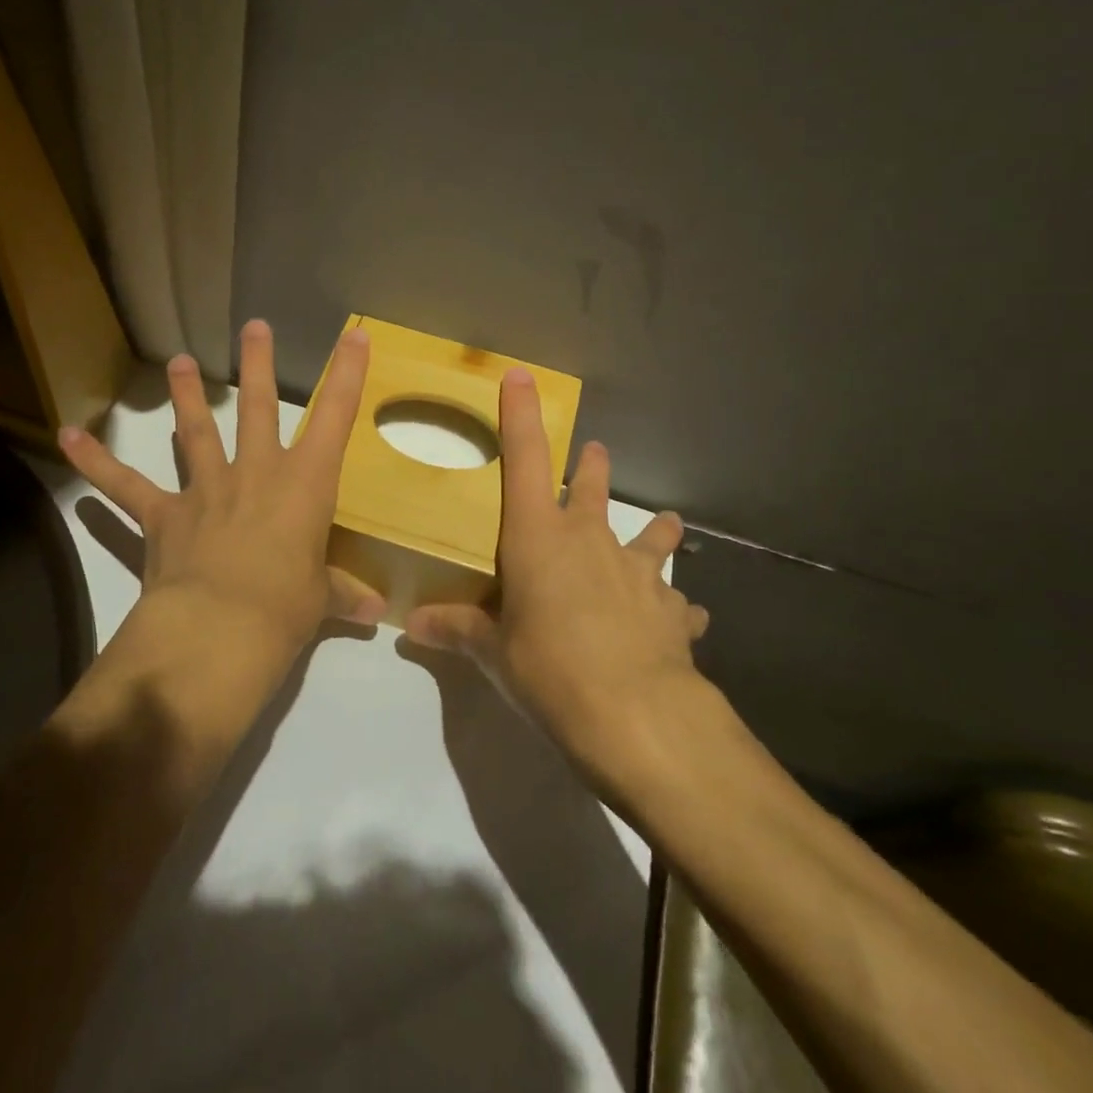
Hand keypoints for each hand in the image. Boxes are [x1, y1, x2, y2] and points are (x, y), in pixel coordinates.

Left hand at [58, 319, 384, 651]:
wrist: (218, 630)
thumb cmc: (285, 607)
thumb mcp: (320, 599)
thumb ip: (342, 594)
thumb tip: (376, 611)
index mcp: (305, 485)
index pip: (334, 418)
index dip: (347, 374)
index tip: (354, 336)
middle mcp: (256, 474)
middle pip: (259, 408)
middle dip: (258, 365)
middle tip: (253, 327)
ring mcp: (207, 489)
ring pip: (196, 432)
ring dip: (186, 396)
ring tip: (178, 362)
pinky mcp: (163, 515)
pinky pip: (126, 485)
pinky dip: (96, 462)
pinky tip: (68, 437)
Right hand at [404, 367, 710, 765]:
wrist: (636, 715)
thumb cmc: (549, 669)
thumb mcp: (494, 652)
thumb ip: (457, 630)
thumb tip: (412, 625)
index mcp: (540, 537)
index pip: (525, 460)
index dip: (521, 416)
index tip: (520, 377)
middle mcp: (591, 541)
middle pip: (594, 488)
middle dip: (592, 467)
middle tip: (595, 453)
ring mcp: (638, 573)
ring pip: (651, 535)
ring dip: (654, 529)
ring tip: (664, 523)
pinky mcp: (672, 611)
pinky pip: (676, 602)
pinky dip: (674, 606)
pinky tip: (680, 619)